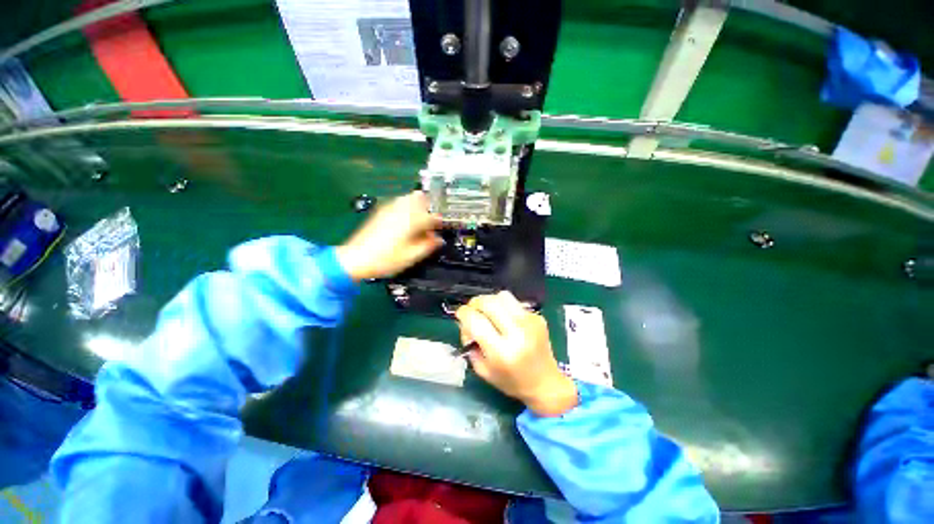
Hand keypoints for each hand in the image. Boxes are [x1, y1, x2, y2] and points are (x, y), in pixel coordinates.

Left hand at [337, 191, 442, 280]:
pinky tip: (406, 219)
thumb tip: (439, 240)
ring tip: (421, 217)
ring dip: (418, 204)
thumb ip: (428, 246)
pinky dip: (407, 207)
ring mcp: (389, 209)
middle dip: (429, 205)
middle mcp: (400, 210)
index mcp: (410, 221)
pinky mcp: (380, 212)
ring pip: (408, 198)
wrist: (355, 259)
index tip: (443, 225)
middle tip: (433, 218)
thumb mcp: (411, 256)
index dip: (440, 220)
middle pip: (419, 198)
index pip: (431, 215)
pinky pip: (398, 203)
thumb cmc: (385, 260)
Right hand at [456, 291, 577, 416]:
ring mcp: (530, 322)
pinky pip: (514, 302)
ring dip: (490, 301)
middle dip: (475, 303)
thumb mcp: (483, 370)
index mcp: (501, 352)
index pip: (476, 321)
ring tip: (488, 312)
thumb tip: (465, 321)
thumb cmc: (511, 381)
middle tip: (472, 311)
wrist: (546, 383)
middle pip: (489, 303)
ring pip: (502, 296)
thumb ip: (470, 343)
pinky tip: (504, 318)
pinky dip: (504, 306)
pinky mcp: (537, 317)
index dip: (463, 313)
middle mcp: (517, 333)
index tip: (460, 314)